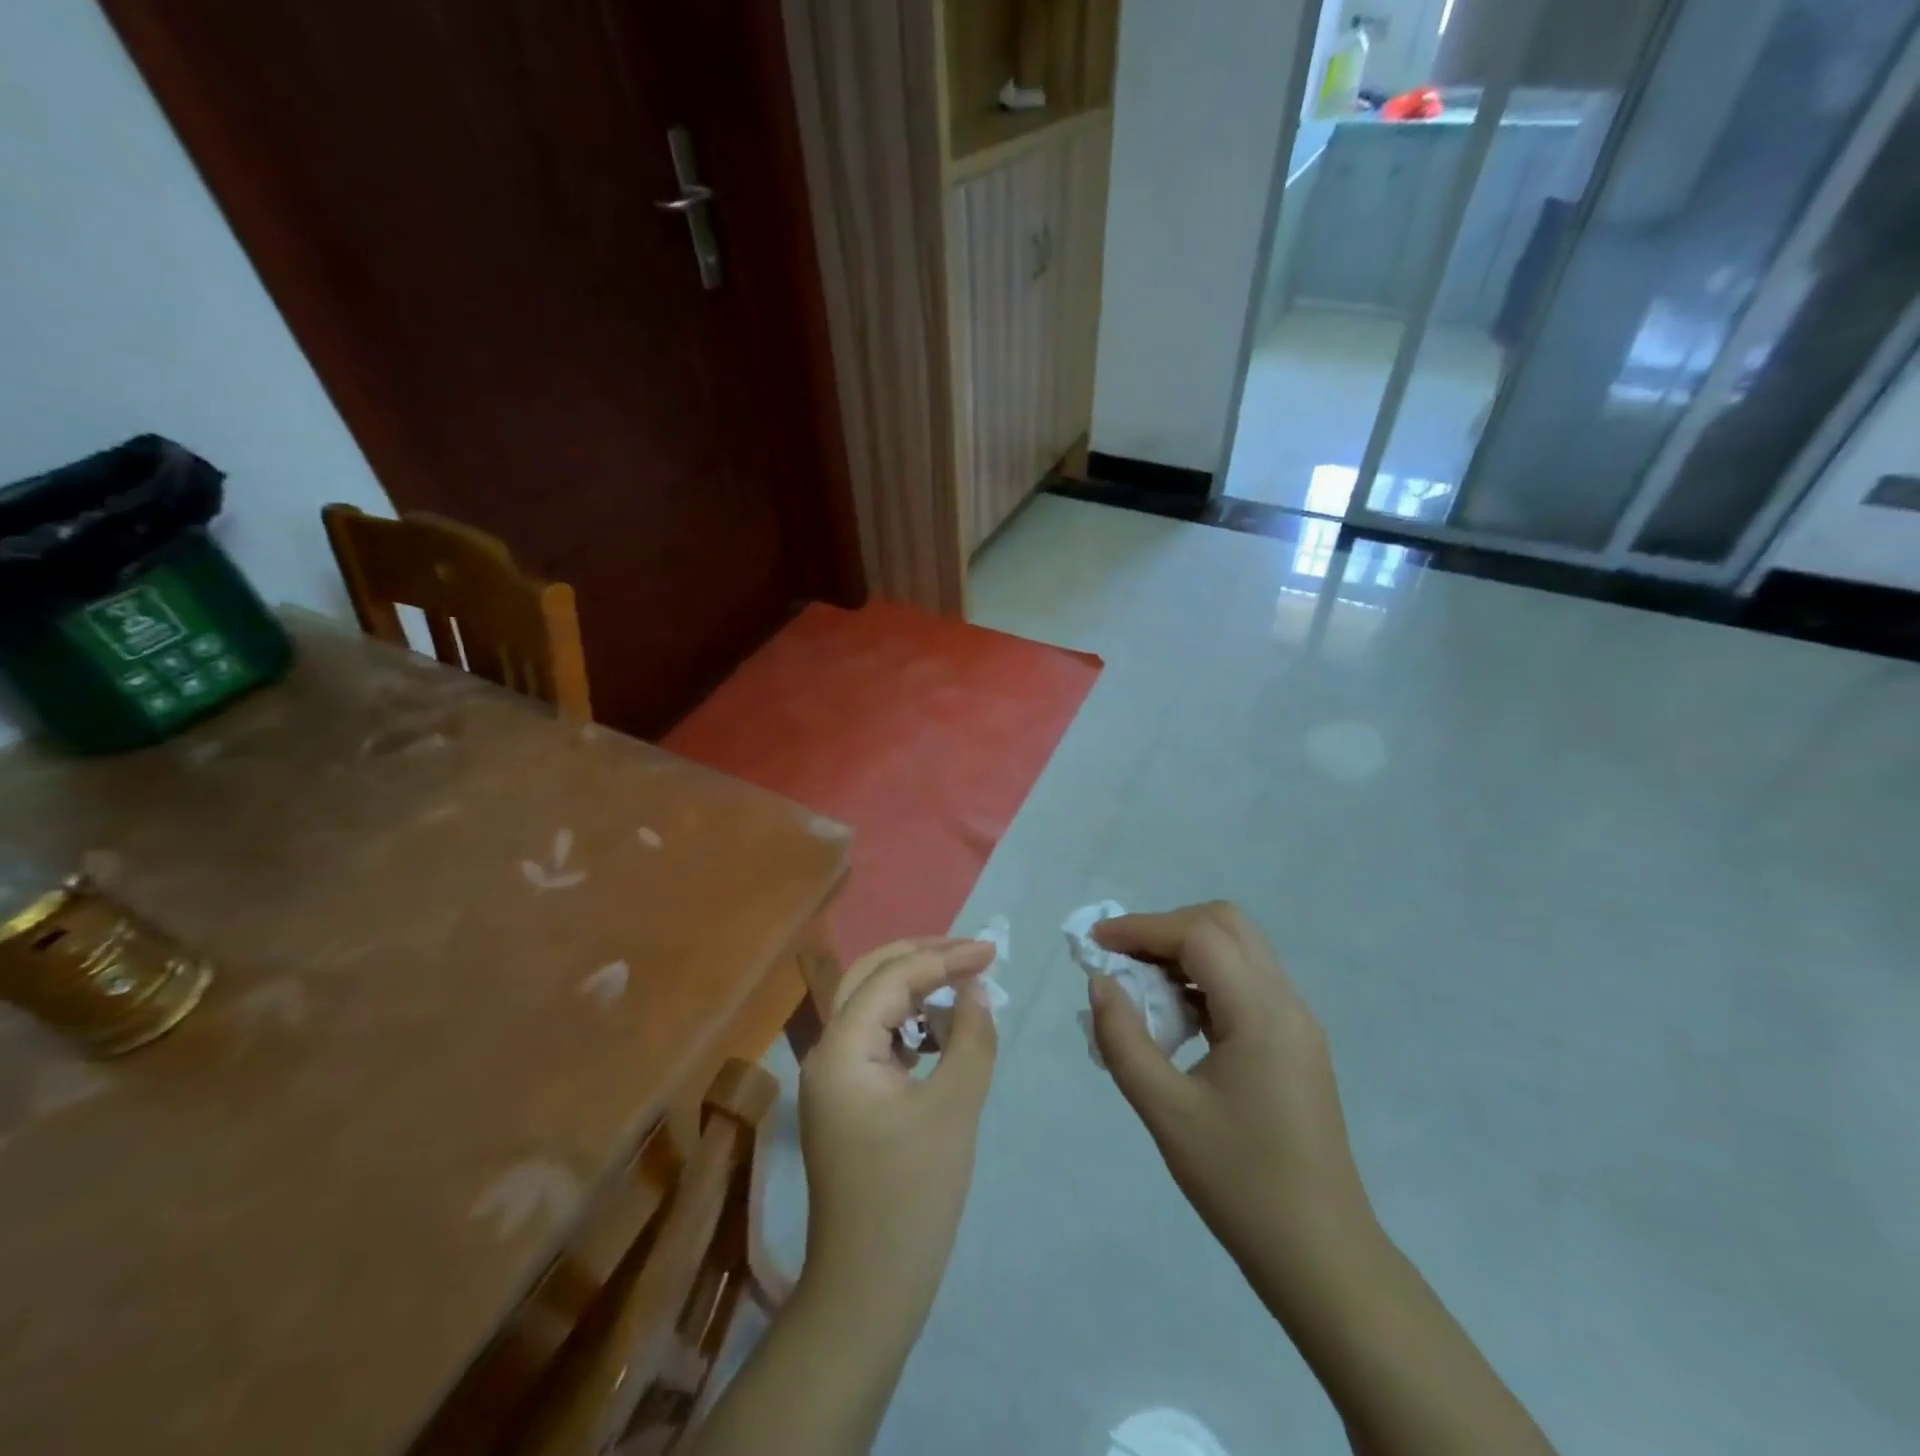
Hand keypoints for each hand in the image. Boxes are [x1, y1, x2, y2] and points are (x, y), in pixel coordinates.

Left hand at [798, 937, 997, 1333]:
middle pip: (869, 978)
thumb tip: (977, 990)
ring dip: (914, 989)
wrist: (869, 1291)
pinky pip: (877, 1040)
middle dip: (921, 959)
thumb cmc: (912, 1197)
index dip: (943, 958)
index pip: (891, 979)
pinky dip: (909, 1025)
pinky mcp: (848, 1100)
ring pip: (871, 1006)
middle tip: (972, 953)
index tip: (991, 951)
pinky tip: (941, 1033)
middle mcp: (827, 1052)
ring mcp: (833, 1078)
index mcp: (841, 1049)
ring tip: (962, 985)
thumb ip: (969, 1037)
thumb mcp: (953, 1108)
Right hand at [1087, 902, 1373, 1289]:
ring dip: (1187, 950)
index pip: (1199, 936)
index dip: (1142, 928)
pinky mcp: (1296, 1043)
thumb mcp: (1166, 1113)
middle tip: (1122, 958)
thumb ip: (1124, 1040)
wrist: (1322, 1256)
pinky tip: (1177, 1016)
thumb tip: (1100, 983)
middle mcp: (1287, 1002)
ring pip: (1240, 949)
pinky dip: (1206, 977)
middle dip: (1167, 928)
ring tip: (1141, 985)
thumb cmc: (1241, 1183)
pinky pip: (1248, 982)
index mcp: (1261, 1013)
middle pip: (1226, 924)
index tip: (1096, 944)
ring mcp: (1297, 1022)